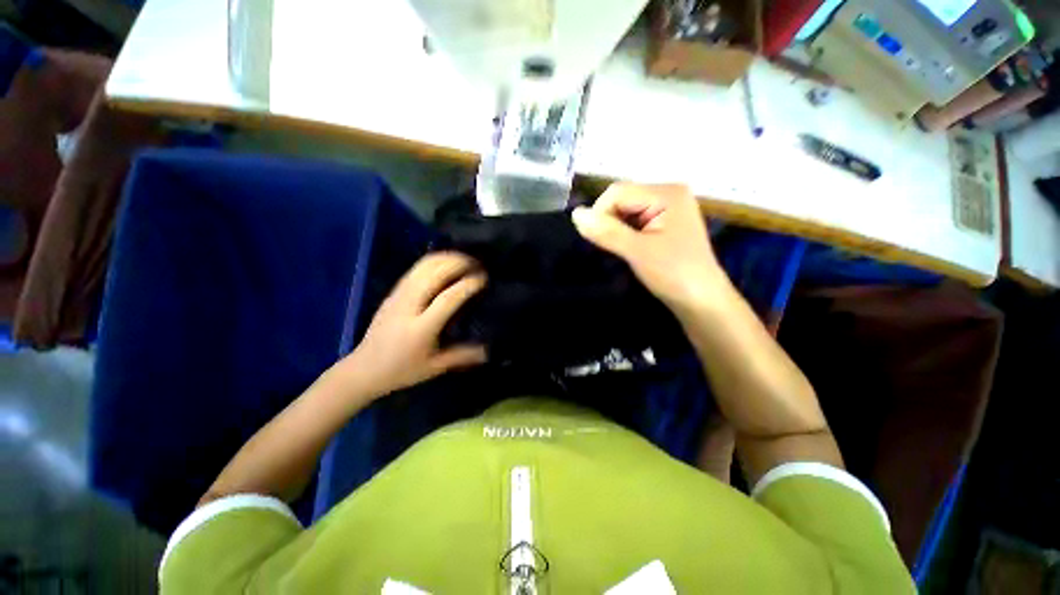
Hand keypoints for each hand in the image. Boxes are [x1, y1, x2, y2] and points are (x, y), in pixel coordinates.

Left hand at [336, 252, 487, 399]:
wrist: (363, 369)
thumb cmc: (401, 371)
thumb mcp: (434, 367)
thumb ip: (462, 356)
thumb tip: (488, 351)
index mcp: (420, 328)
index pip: (447, 298)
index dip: (467, 285)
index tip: (483, 279)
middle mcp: (408, 307)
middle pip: (433, 274)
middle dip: (457, 263)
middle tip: (477, 264)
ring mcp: (398, 296)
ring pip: (422, 267)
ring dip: (445, 259)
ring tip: (464, 259)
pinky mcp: (393, 293)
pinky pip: (415, 269)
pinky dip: (433, 261)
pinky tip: (445, 263)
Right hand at [572, 183, 726, 310]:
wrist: (702, 302)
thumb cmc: (674, 275)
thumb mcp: (637, 252)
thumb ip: (606, 231)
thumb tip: (575, 214)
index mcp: (666, 193)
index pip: (617, 192)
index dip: (600, 213)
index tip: (597, 241)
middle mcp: (668, 194)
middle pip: (622, 198)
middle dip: (608, 221)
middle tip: (609, 248)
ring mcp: (668, 209)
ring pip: (626, 211)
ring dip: (615, 229)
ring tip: (619, 250)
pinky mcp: (665, 224)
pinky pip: (635, 221)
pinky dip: (624, 233)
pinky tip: (627, 248)